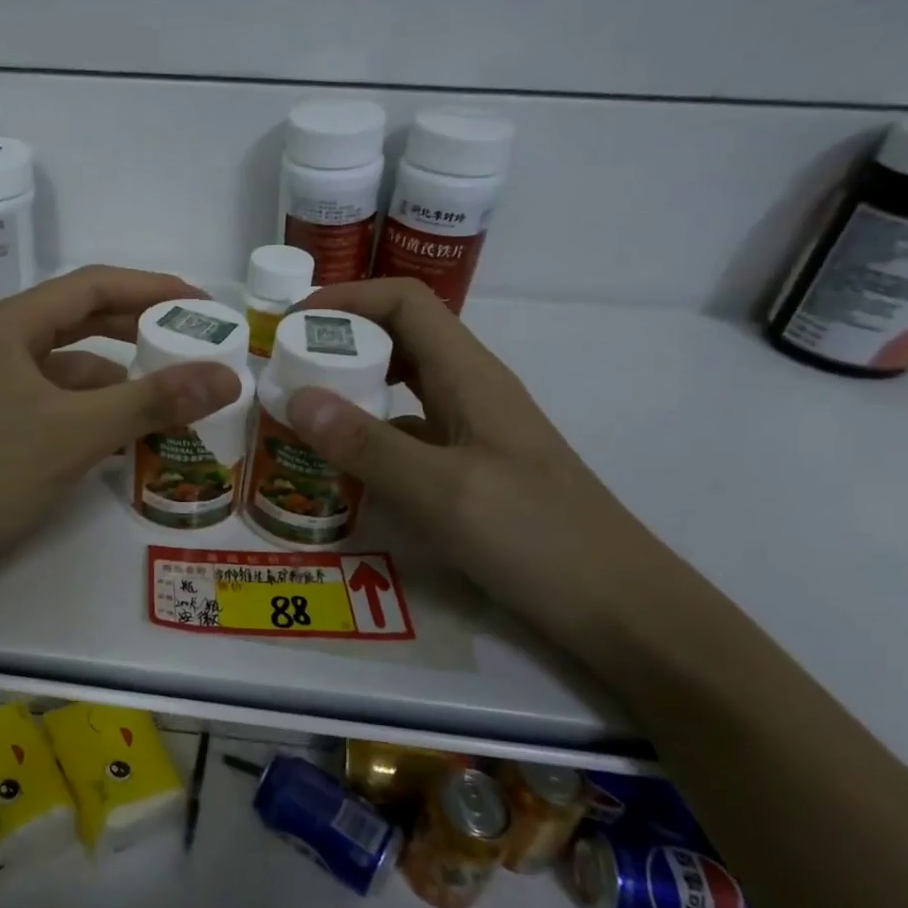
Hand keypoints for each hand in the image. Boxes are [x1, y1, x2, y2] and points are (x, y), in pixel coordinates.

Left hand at [0, 266, 241, 594]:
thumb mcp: (78, 432)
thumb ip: (154, 400)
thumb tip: (229, 375)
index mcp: (10, 324)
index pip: (92, 285)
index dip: (151, 288)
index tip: (202, 302)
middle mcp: (0, 342)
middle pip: (82, 320)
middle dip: (139, 329)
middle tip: (194, 341)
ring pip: (71, 366)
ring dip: (120, 377)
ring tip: (173, 392)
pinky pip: (58, 400)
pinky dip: (95, 410)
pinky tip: (128, 433)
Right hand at [285, 279, 686, 644]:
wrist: (621, 608)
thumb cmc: (537, 538)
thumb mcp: (443, 491)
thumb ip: (367, 444)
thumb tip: (296, 397)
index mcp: (470, 375)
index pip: (405, 302)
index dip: (347, 299)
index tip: (292, 327)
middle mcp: (472, 390)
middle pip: (401, 336)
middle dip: (341, 341)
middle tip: (286, 369)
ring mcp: (473, 430)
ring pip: (404, 384)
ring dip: (353, 385)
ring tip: (303, 410)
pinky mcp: (471, 466)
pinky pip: (410, 430)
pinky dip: (370, 431)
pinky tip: (344, 463)